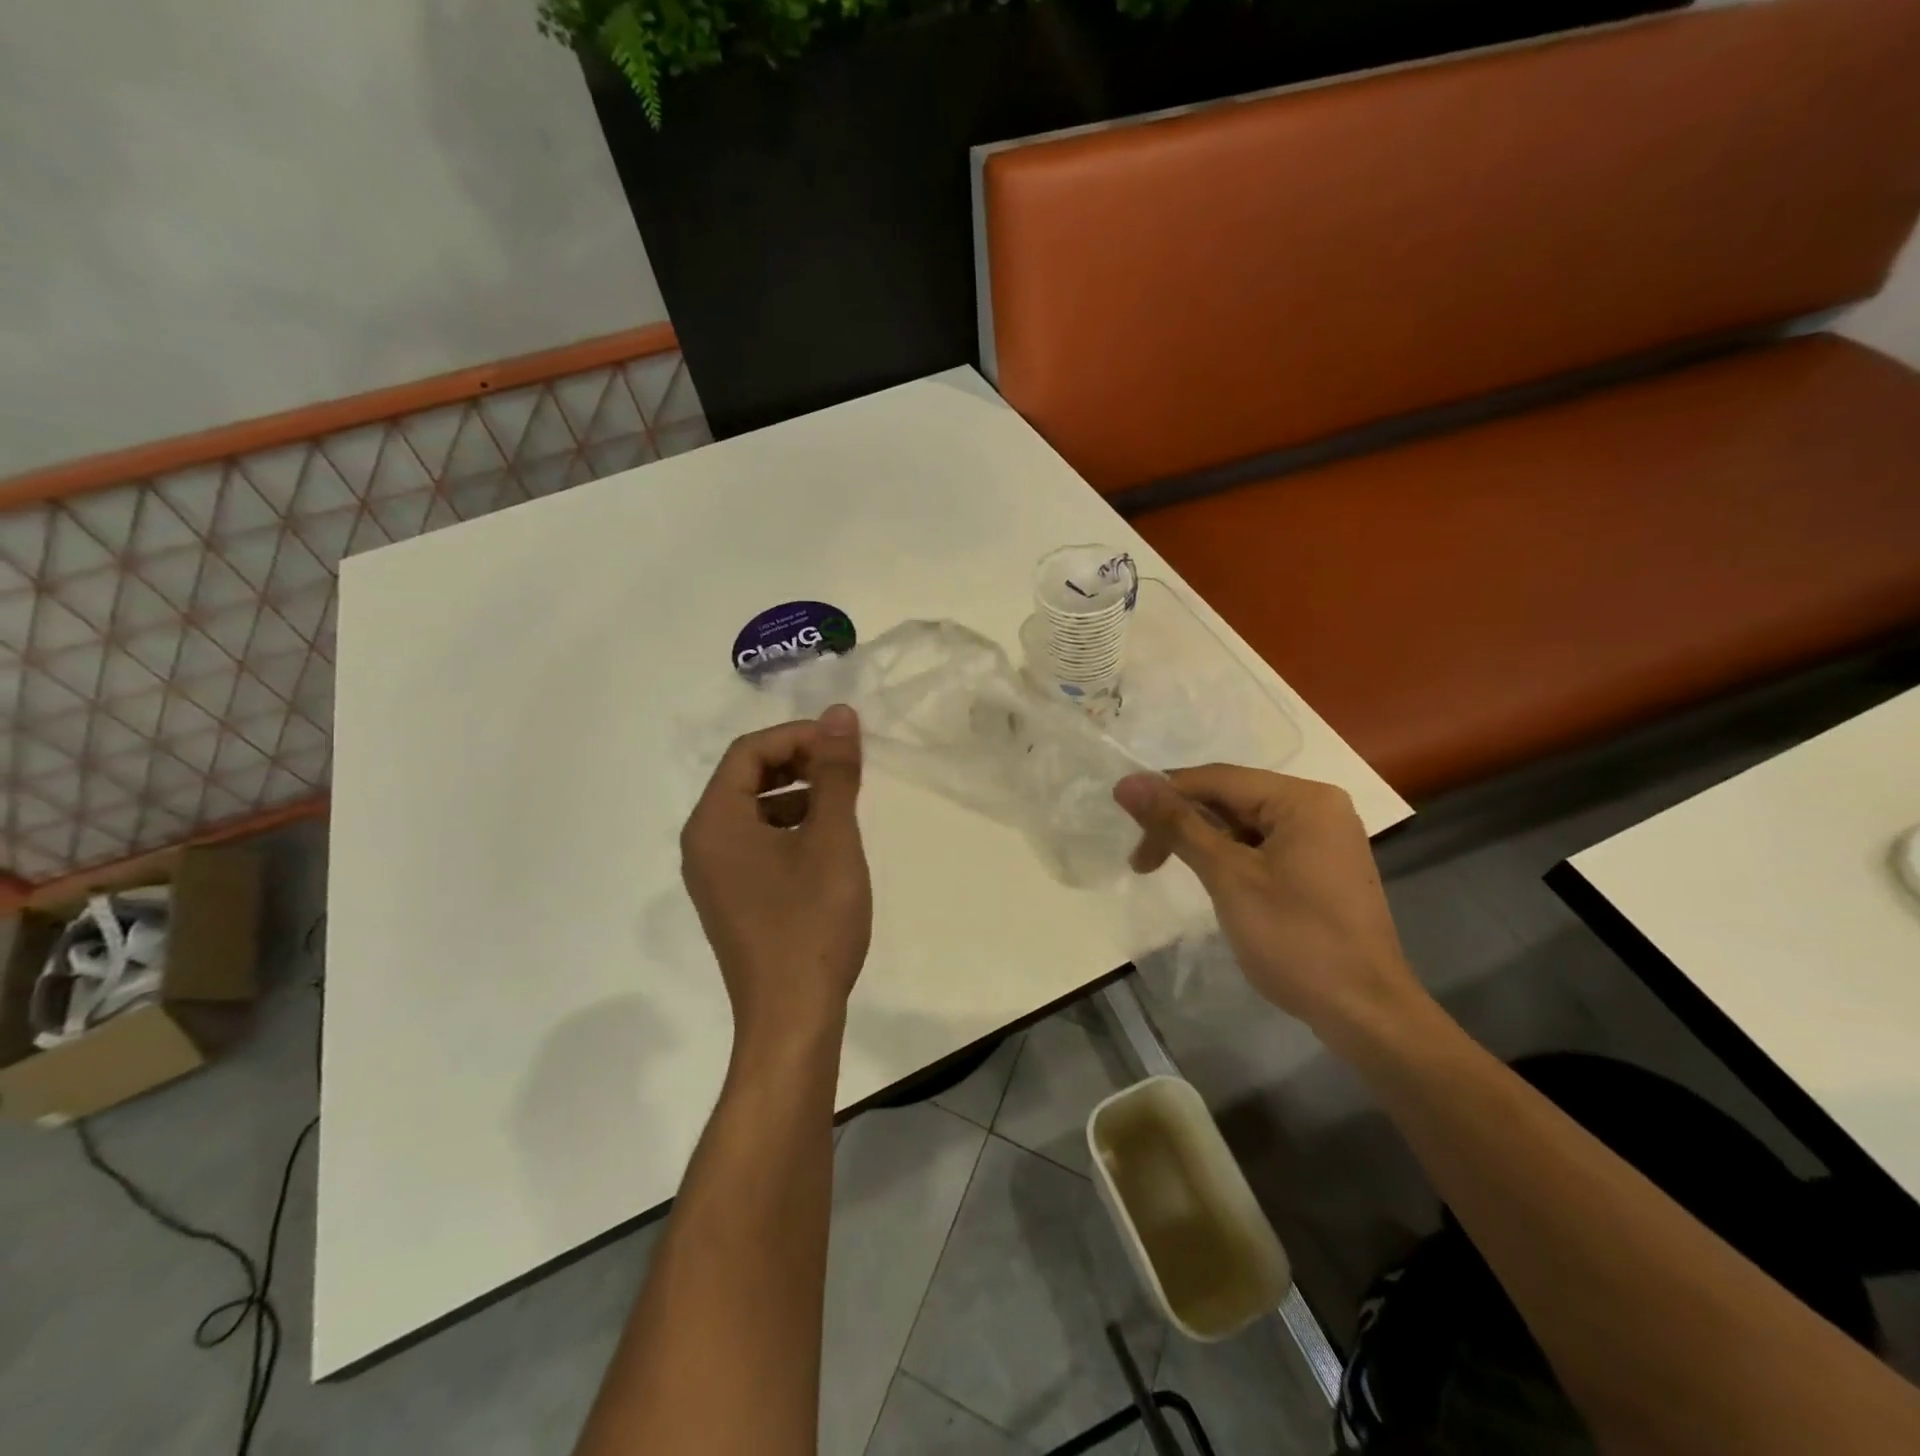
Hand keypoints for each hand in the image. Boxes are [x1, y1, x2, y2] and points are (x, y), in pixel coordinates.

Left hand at [681, 706, 872, 1052]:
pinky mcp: (731, 899)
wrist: (792, 1017)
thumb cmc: (811, 922)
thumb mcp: (831, 839)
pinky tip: (824, 843)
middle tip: (845, 767)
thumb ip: (835, 772)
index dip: (798, 736)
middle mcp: (702, 843)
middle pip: (745, 777)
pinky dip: (788, 827)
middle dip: (797, 762)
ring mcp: (713, 875)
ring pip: (752, 811)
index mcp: (715, 822)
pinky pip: (754, 842)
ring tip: (841, 802)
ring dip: (796, 793)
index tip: (845, 743)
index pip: (749, 752)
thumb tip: (840, 714)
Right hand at [1114, 766, 1429, 1047]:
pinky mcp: (1321, 868)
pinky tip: (1209, 877)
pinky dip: (1229, 857)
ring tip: (1166, 868)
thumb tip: (1129, 783)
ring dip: (1202, 841)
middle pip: (1232, 798)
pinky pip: (1263, 846)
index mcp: (1303, 799)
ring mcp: (1324, 838)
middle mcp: (1318, 807)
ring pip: (1245, 824)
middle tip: (1142, 859)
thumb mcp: (1228, 877)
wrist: (1365, 1013)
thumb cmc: (1296, 939)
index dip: (1164, 792)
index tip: (1120, 812)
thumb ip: (1178, 825)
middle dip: (1183, 822)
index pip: (1218, 779)